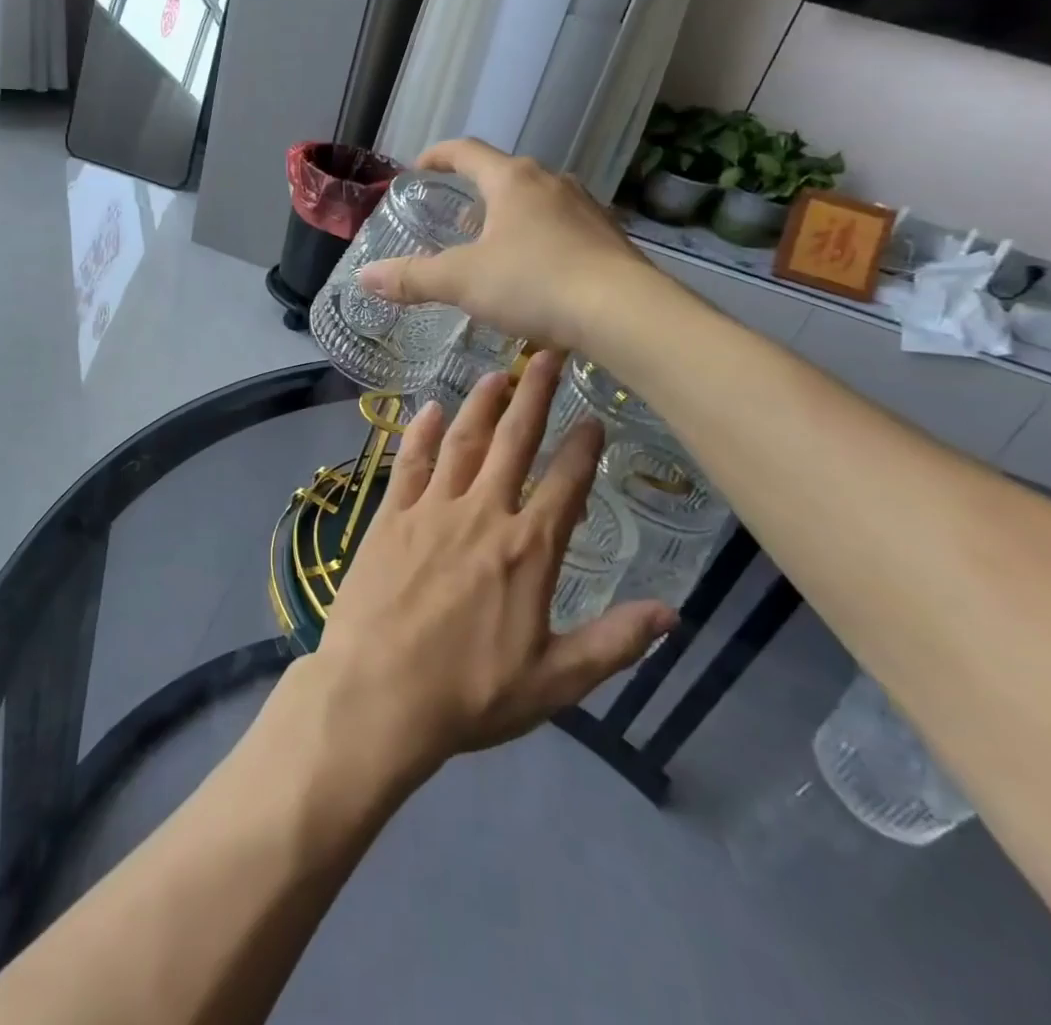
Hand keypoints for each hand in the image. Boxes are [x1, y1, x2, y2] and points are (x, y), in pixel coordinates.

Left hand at [307, 351, 676, 779]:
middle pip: (513, 443)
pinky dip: (421, 433)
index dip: (582, 449)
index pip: (565, 486)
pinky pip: (409, 463)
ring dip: (481, 405)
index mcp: (527, 551)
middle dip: (534, 396)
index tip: (593, 418)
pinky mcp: (389, 516)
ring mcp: (430, 510)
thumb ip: (614, 642)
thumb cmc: (470, 694)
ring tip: (498, 373)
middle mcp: (482, 515)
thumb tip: (673, 613)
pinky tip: (429, 408)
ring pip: (462, 442)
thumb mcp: (555, 682)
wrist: (378, 694)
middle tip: (546, 355)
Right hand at [357, 138, 656, 354]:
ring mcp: (586, 208)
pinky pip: (564, 228)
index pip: (467, 152)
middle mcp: (551, 182)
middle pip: (505, 176)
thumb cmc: (534, 283)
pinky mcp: (609, 238)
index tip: (418, 168)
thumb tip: (364, 277)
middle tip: (455, 222)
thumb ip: (412, 278)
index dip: (437, 156)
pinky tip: (537, 274)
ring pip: (537, 202)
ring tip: (494, 249)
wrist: (623, 312)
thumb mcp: (462, 281)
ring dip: (511, 217)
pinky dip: (541, 240)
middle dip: (476, 194)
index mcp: (512, 180)